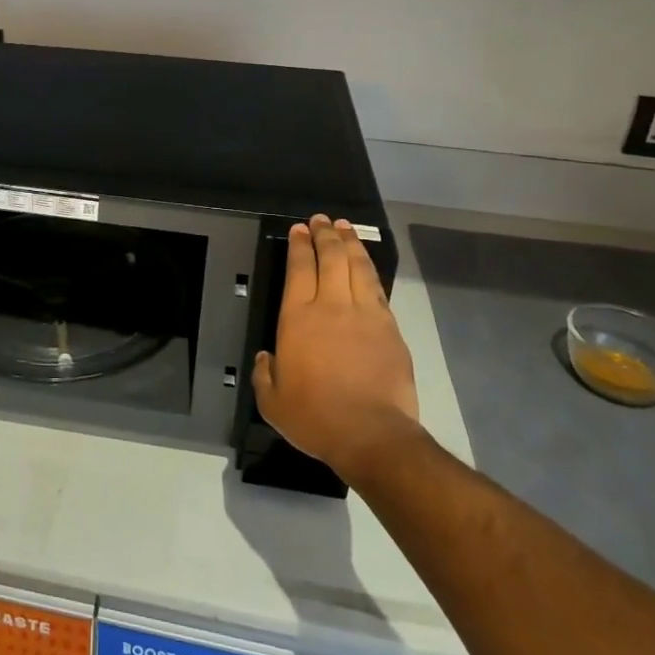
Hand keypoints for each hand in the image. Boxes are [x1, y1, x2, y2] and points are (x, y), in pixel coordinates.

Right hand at [253, 216, 422, 485]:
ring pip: (357, 266)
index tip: (299, 229)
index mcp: (298, 318)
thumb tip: (265, 357)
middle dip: (325, 234)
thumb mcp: (272, 402)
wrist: (372, 435)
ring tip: (345, 227)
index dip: (299, 245)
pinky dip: (369, 269)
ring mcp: (364, 314)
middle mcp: (331, 306)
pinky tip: (366, 263)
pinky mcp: (390, 327)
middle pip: (330, 257)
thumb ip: (264, 374)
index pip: (299, 268)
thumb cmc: (315, 417)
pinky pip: (377, 288)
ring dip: (350, 243)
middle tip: (322, 220)